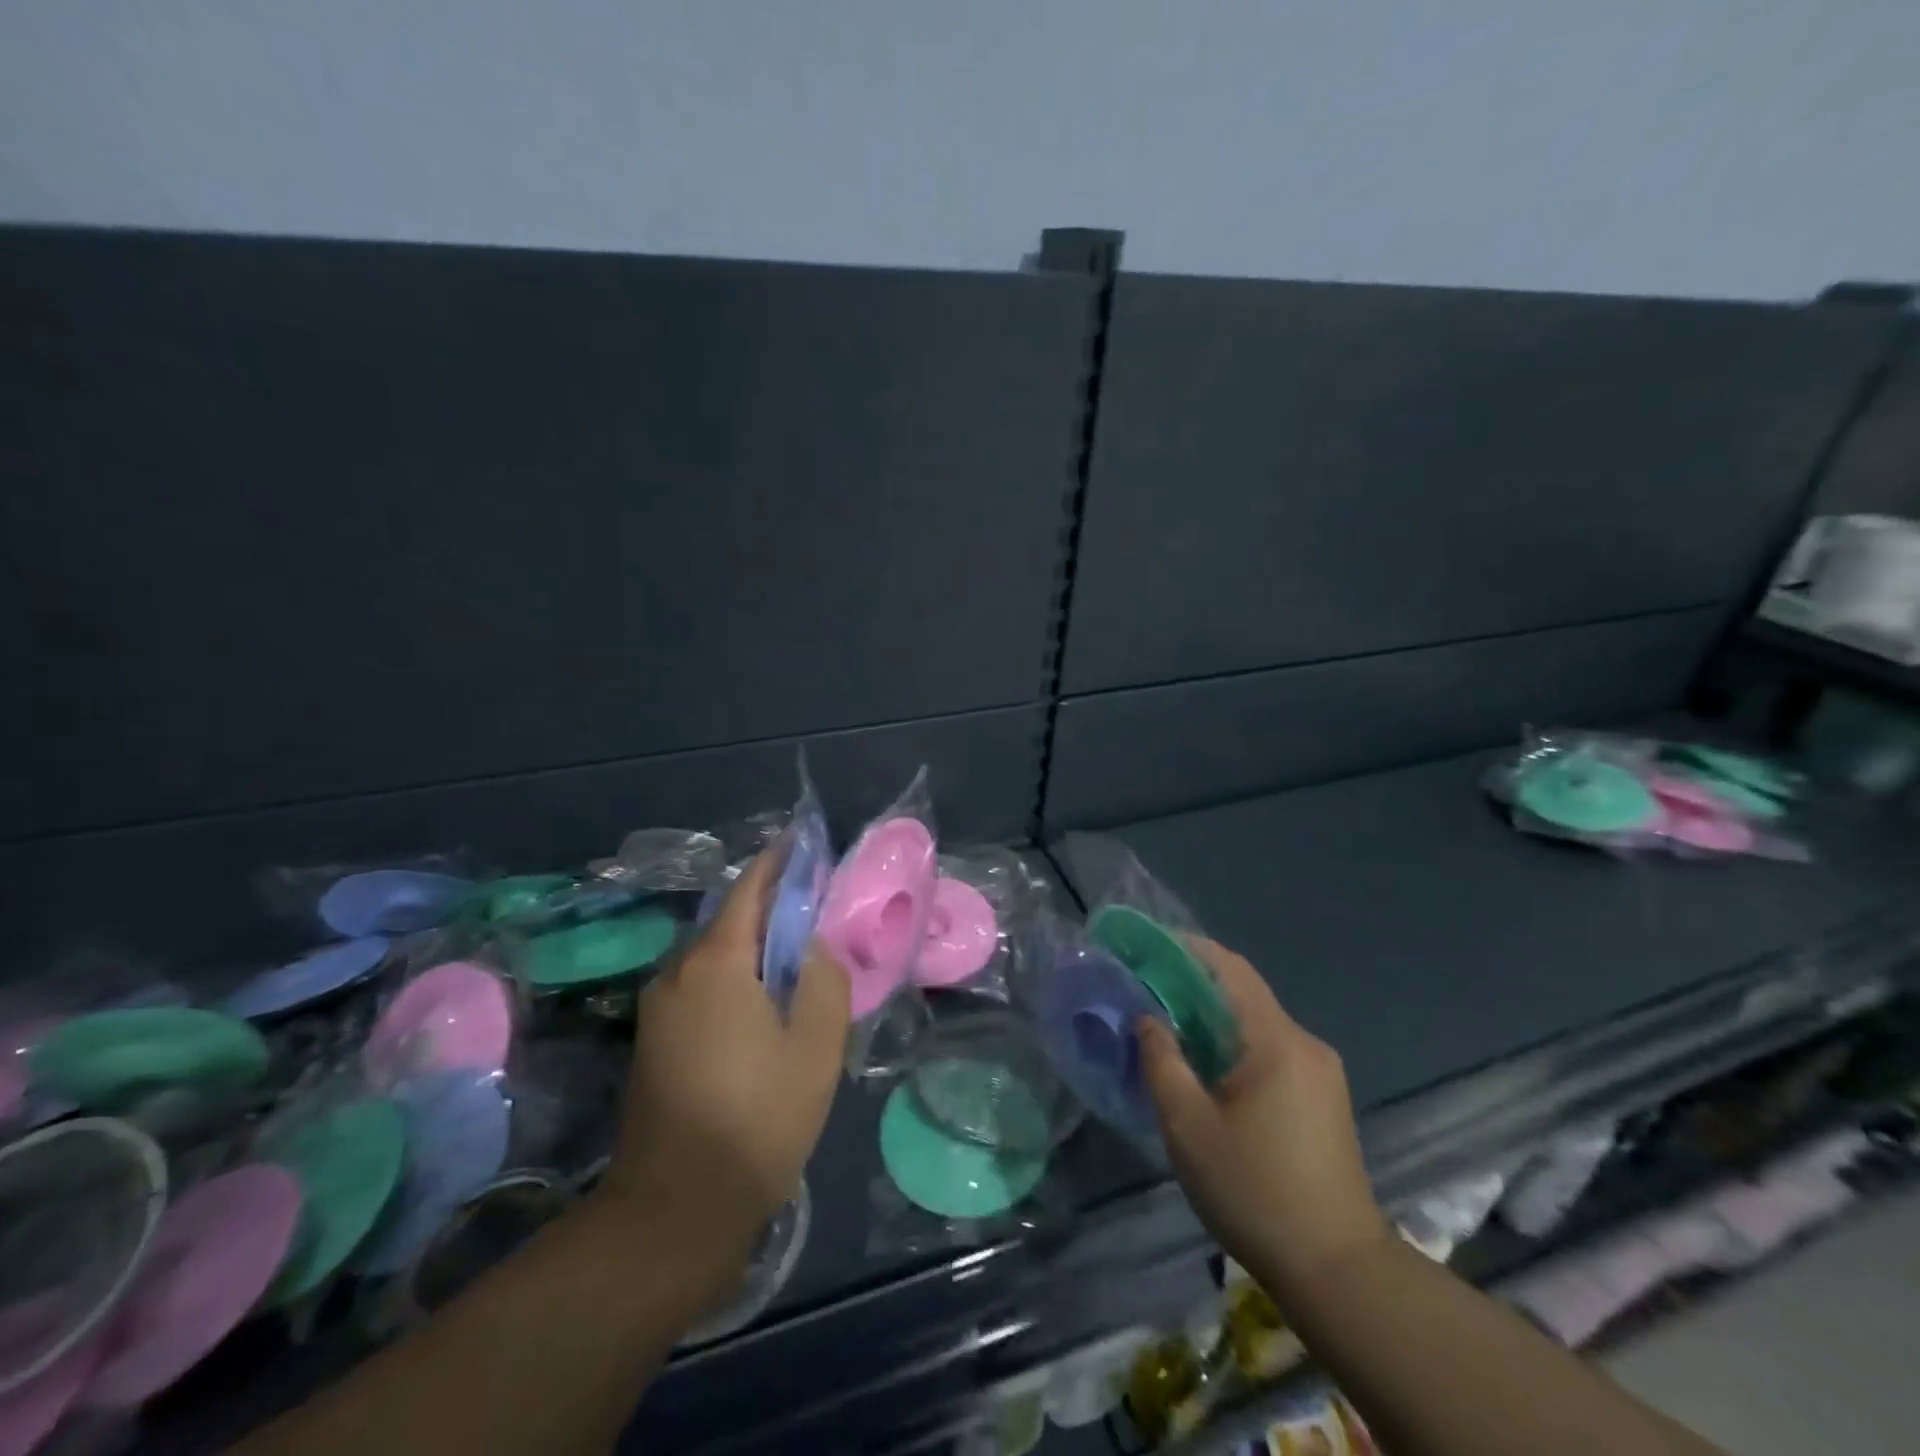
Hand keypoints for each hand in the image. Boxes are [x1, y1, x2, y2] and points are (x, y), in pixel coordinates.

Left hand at [602, 850, 850, 1253]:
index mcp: (717, 963)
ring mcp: (658, 1006)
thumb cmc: (757, 1119)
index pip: (748, 889)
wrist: (674, 1208)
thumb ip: (824, 979)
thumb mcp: (816, 1046)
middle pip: (730, 920)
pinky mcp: (653, 1037)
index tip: (803, 841)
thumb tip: (813, 944)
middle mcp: (678, 971)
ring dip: (753, 946)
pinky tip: (763, 1001)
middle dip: (772, 907)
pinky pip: (701, 984)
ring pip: (715, 954)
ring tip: (796, 958)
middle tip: (817, 910)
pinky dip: (735, 975)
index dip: (778, 862)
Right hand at [1138, 937, 1389, 1298]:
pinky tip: (1206, 1071)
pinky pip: (1269, 1052)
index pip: (1230, 968)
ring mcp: (1320, 1073)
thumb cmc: (1255, 1191)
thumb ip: (1162, 1061)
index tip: (1146, 947)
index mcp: (1277, 1041)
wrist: (1340, 1272)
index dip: (1187, 949)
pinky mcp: (1323, 1099)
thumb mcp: (1188, 1126)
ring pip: (1255, 1025)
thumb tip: (1148, 1018)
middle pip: (1243, 994)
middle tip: (1145, 993)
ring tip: (1166, 1032)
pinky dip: (1232, 1047)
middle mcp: (1305, 1045)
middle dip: (1192, 986)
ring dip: (1211, 1020)